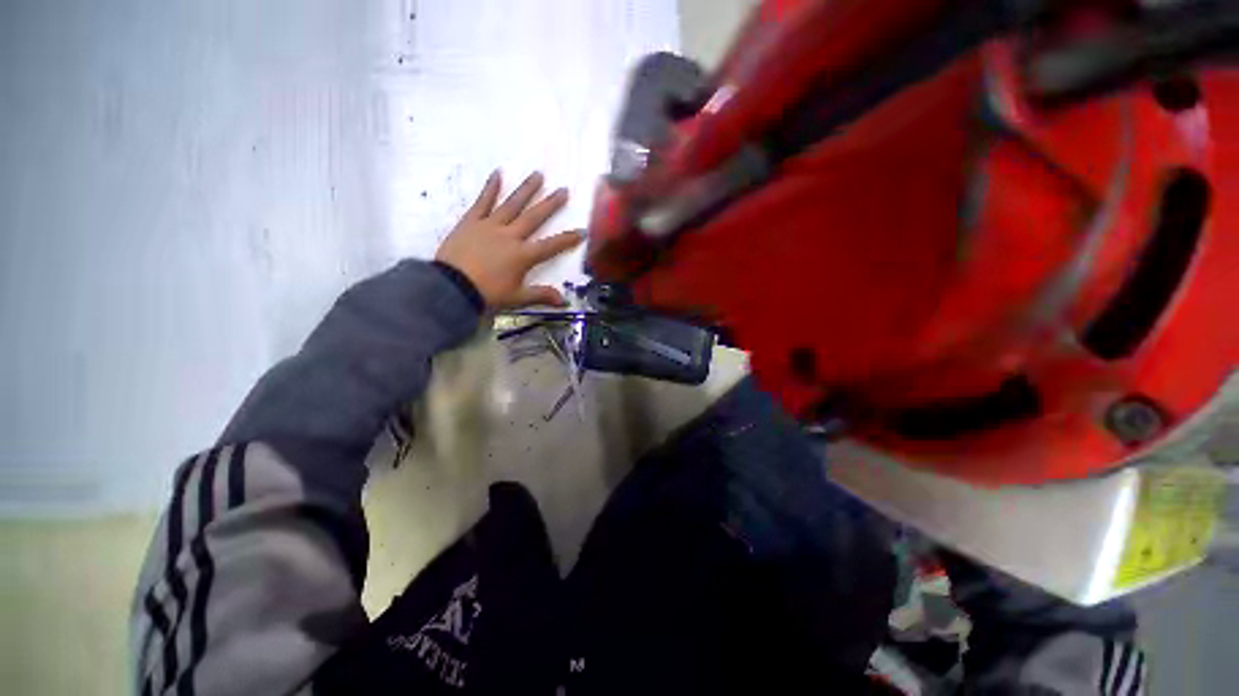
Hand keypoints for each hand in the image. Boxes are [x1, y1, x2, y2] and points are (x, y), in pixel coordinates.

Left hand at [435, 170, 583, 309]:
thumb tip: (564, 301)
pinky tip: (498, 173)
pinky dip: (490, 188)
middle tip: (563, 190)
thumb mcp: (516, 298)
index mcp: (522, 255)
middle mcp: (510, 236)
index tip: (582, 230)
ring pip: (512, 205)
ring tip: (538, 174)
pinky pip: (482, 202)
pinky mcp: (471, 221)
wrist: (451, 287)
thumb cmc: (486, 294)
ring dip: (526, 190)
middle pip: (534, 217)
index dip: (567, 239)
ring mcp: (490, 226)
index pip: (551, 245)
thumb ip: (541, 295)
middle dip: (550, 204)